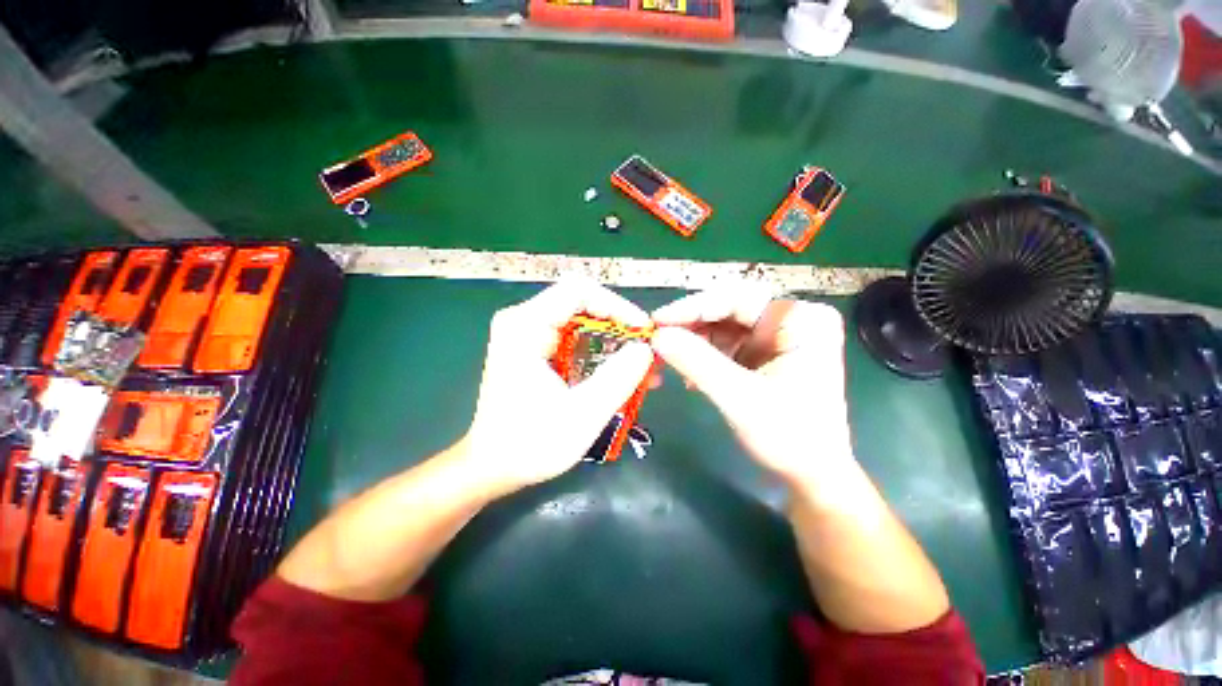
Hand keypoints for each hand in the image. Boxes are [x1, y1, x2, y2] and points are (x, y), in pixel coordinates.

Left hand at [462, 278, 654, 496]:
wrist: (492, 467)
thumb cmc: (530, 444)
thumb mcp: (582, 413)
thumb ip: (618, 377)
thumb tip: (645, 349)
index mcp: (526, 325)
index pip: (579, 291)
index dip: (617, 306)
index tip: (642, 332)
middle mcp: (524, 321)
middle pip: (583, 305)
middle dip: (619, 327)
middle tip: (646, 351)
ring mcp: (528, 335)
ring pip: (583, 323)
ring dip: (614, 343)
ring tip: (642, 368)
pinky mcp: (535, 351)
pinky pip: (575, 341)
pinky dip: (600, 355)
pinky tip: (621, 376)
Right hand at [650, 285, 855, 491]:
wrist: (810, 476)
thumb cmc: (788, 437)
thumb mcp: (739, 397)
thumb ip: (697, 362)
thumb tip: (656, 336)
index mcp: (801, 319)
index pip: (737, 299)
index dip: (693, 307)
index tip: (657, 321)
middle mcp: (789, 320)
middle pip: (728, 311)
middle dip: (690, 327)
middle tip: (656, 339)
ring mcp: (775, 337)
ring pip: (721, 327)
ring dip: (692, 343)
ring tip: (666, 361)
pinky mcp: (762, 354)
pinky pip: (724, 345)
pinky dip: (702, 357)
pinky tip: (688, 376)